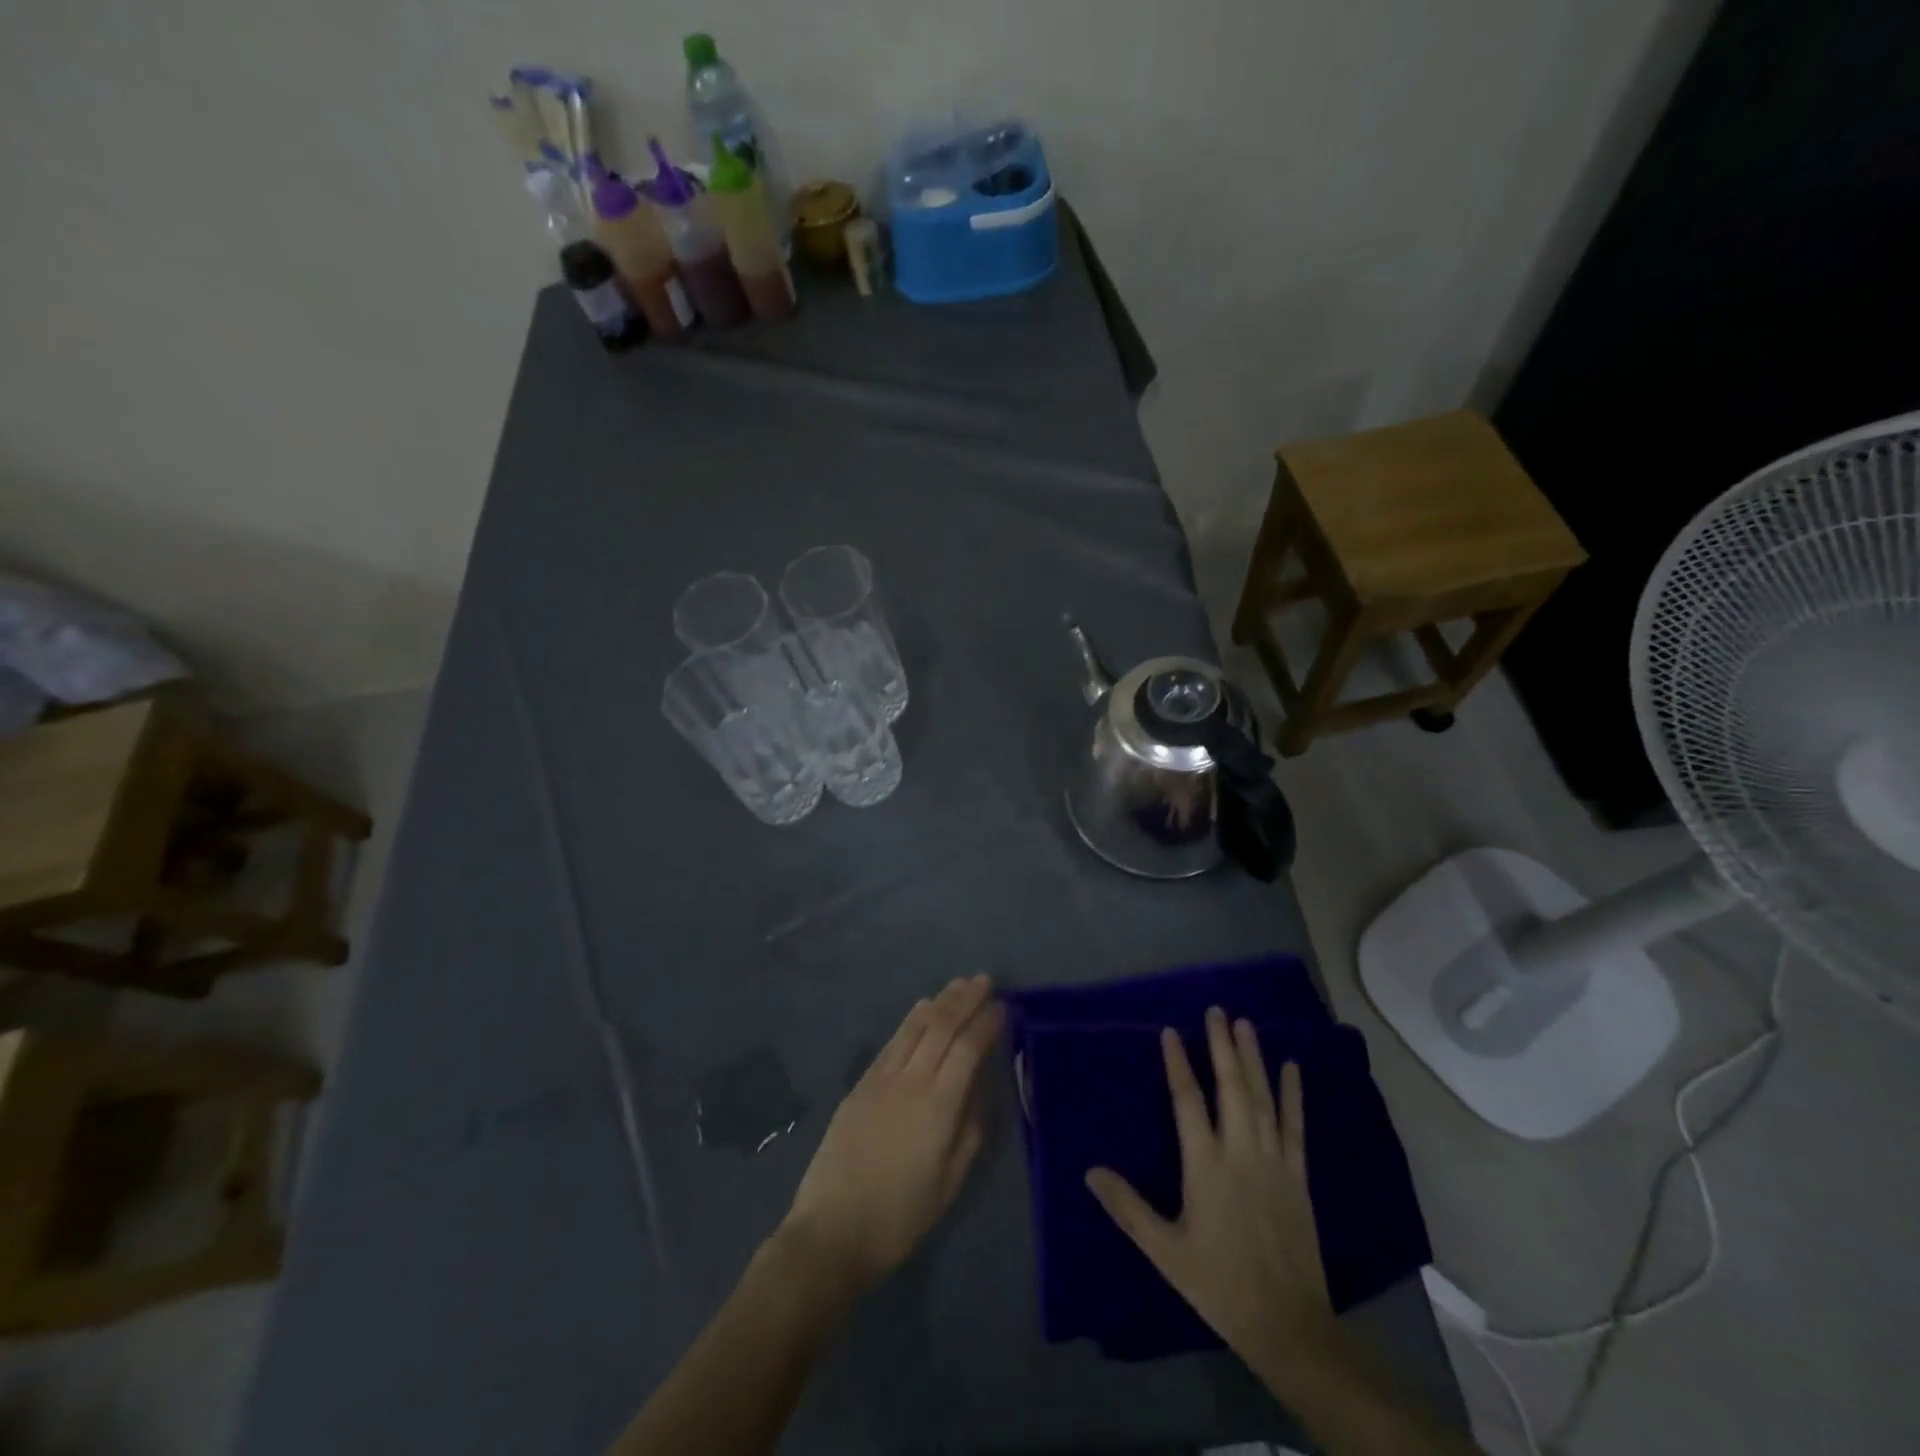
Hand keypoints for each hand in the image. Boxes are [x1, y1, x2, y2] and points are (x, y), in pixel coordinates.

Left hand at [782, 975, 1002, 1292]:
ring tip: (959, 984)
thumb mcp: (950, 1181)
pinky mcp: (862, 1083)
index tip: (1005, 1005)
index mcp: (939, 1106)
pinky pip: (893, 1040)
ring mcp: (882, 1078)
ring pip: (916, 1026)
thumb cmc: (900, 1216)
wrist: (833, 1230)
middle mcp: (911, 1080)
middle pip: (942, 1026)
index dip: (987, 1023)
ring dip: (940, 1001)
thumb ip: (971, 1127)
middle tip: (985, 980)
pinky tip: (922, 1007)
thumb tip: (984, 1085)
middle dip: (966, 999)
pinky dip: (912, 1018)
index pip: (969, 1048)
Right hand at [1085, 1008, 1337, 1377]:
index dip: (1178, 1063)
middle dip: (1222, 1045)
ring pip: (1262, 1097)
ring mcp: (1273, 1160)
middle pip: (1230, 1086)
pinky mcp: (1298, 1175)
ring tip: (1246, 1024)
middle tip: (1217, 1010)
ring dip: (1253, 1058)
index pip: (1188, 1100)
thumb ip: (1127, 1207)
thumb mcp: (1164, 1250)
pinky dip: (1293, 1094)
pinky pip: (1295, 1125)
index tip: (1171, 1032)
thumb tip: (1090, 1170)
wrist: (1288, 1324)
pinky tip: (1292, 1068)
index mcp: (1205, 1164)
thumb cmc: (1219, 1283)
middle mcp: (1240, 1150)